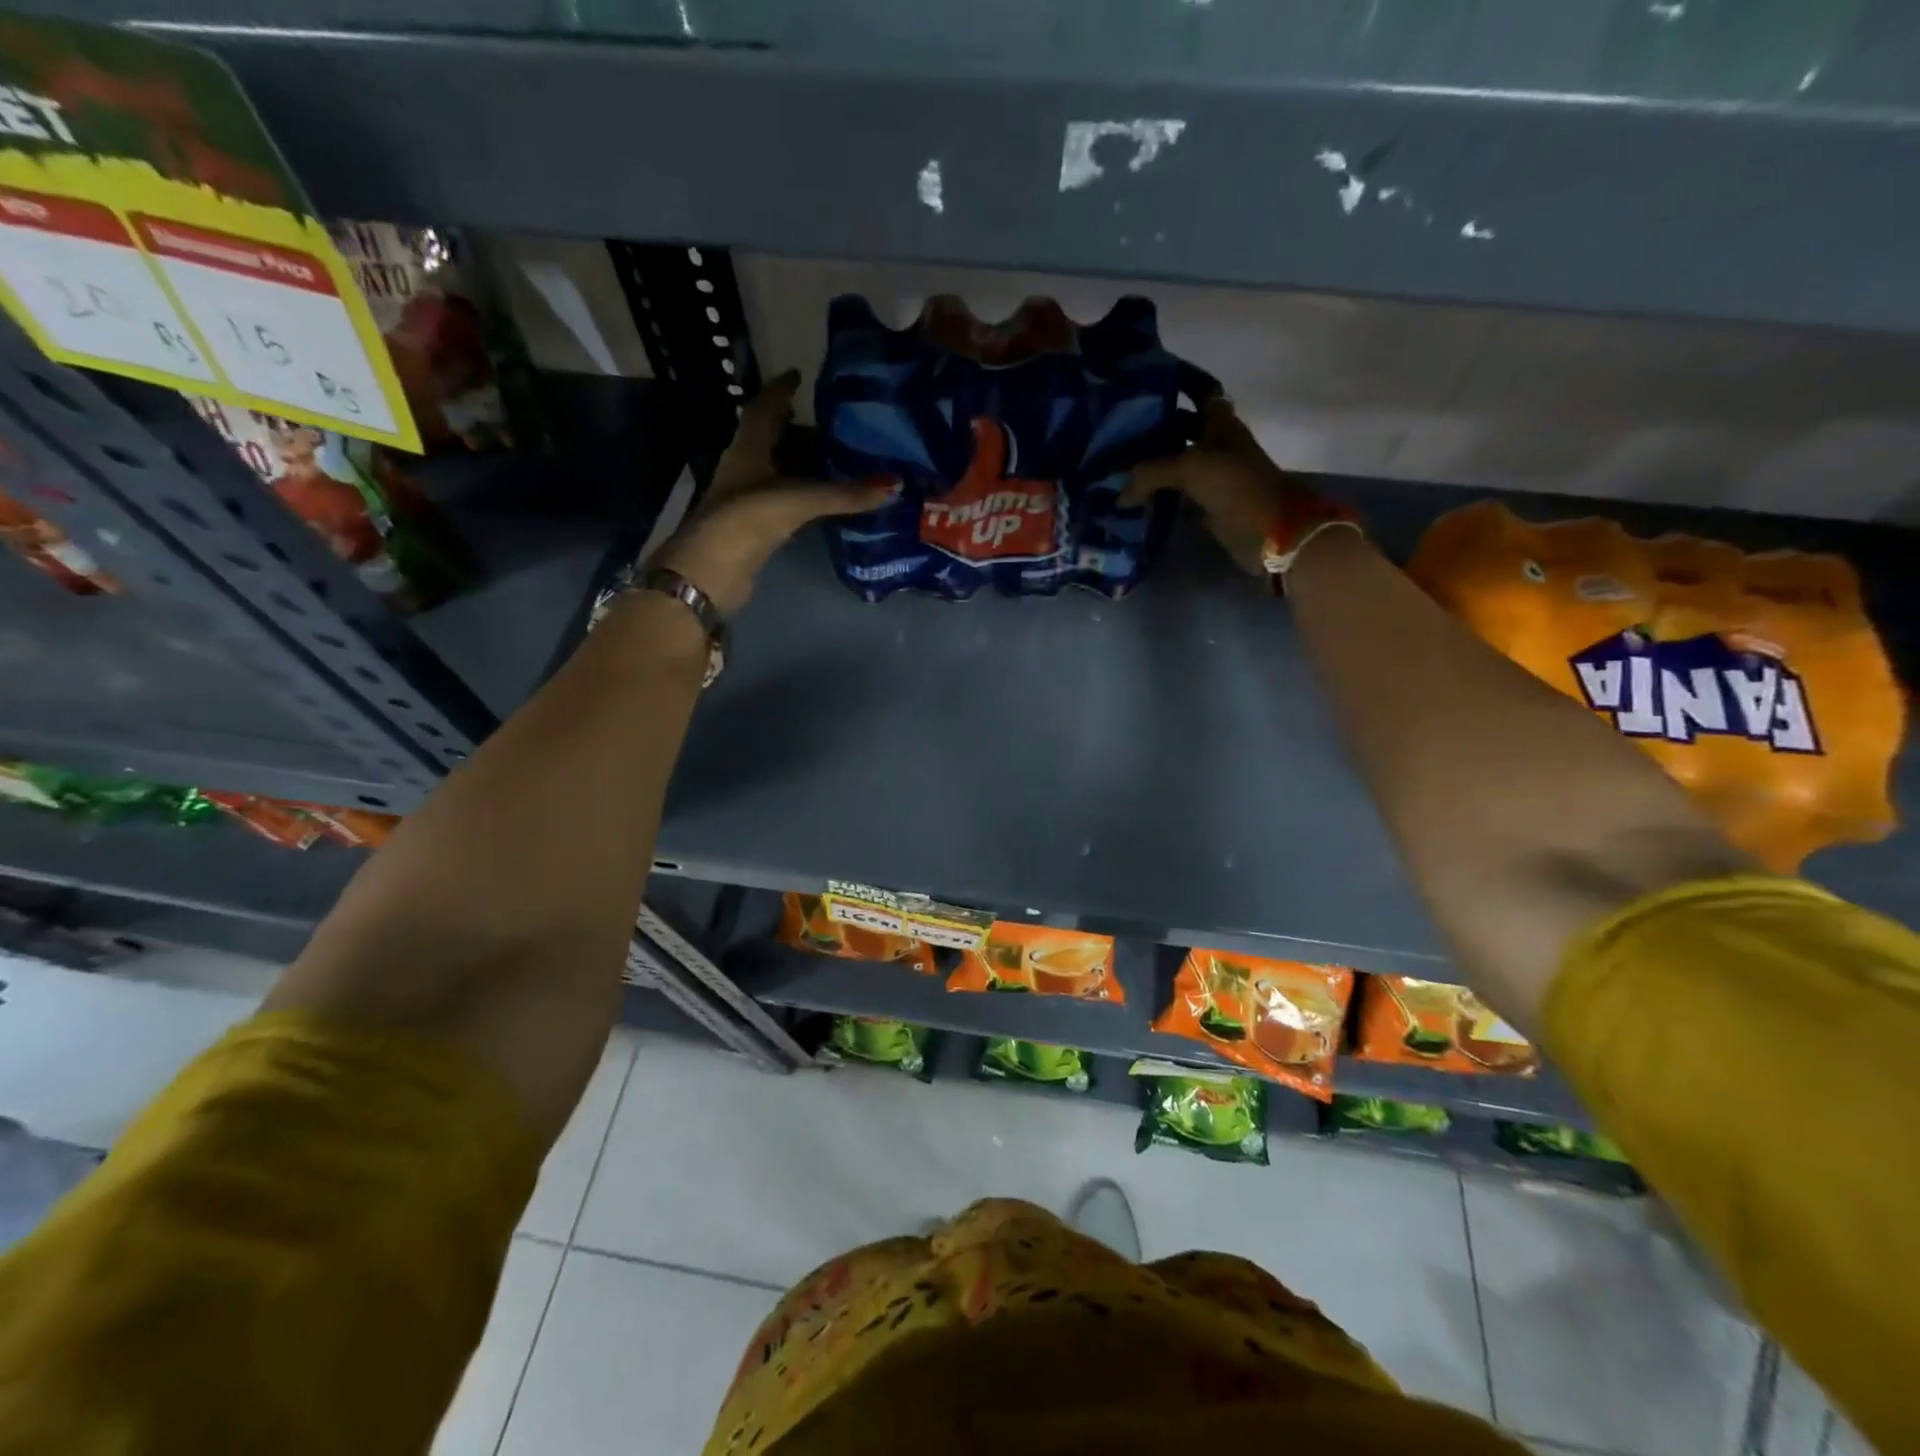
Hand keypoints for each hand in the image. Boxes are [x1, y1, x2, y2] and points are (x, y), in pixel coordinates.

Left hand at [654, 371, 892, 613]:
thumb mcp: (798, 500)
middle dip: (794, 426)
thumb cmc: (746, 521)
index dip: (780, 391)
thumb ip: (844, 494)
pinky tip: (820, 499)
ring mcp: (745, 500)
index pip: (763, 409)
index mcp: (746, 449)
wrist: (710, 573)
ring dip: (799, 462)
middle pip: (769, 438)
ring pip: (776, 471)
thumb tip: (893, 485)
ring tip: (834, 455)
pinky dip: (801, 495)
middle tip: (828, 419)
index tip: (798, 375)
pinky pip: (782, 501)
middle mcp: (743, 469)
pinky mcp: (753, 528)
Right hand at [1120, 397, 1356, 579]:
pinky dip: (1154, 492)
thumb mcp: (1189, 467)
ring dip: (1149, 461)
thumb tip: (1118, 495)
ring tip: (1114, 461)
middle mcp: (1215, 442)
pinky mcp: (1206, 502)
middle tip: (1115, 427)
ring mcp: (1212, 473)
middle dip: (1152, 424)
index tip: (1149, 375)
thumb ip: (1148, 473)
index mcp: (1219, 421)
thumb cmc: (1234, 484)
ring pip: (1174, 460)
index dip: (1179, 379)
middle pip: (1180, 426)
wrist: (1268, 530)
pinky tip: (1129, 495)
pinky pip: (1174, 491)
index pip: (1199, 389)